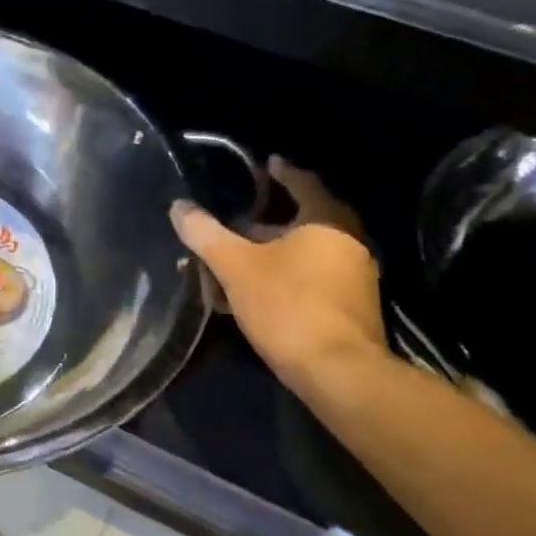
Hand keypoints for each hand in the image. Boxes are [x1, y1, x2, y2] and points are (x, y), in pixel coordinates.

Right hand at [171, 156, 385, 391]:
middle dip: (273, 218)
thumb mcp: (235, 267)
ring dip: (278, 251)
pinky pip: (315, 278)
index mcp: (326, 222)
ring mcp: (356, 278)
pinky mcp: (353, 309)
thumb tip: (179, 207)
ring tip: (243, 258)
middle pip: (308, 220)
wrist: (338, 371)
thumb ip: (206, 235)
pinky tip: (261, 293)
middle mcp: (349, 243)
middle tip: (243, 217)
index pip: (304, 184)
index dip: (283, 173)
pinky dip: (289, 276)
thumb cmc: (287, 306)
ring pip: (309, 253)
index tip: (268, 164)